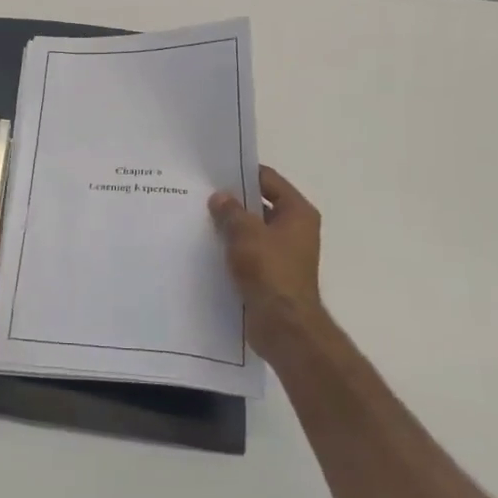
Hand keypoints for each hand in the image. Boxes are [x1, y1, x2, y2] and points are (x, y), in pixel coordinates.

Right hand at [209, 165, 325, 356]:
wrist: (283, 325)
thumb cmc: (269, 270)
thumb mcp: (245, 233)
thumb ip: (230, 211)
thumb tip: (220, 197)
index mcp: (298, 212)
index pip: (269, 180)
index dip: (242, 174)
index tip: (214, 173)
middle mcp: (295, 229)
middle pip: (260, 205)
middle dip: (233, 202)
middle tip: (201, 195)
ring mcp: (284, 253)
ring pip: (252, 230)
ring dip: (231, 227)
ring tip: (199, 220)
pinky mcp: (272, 274)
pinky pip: (249, 252)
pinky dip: (232, 249)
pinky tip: (208, 247)